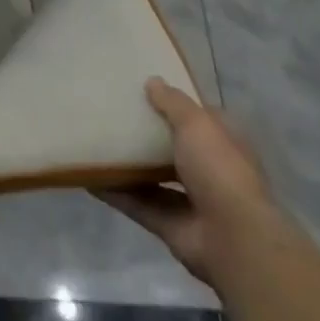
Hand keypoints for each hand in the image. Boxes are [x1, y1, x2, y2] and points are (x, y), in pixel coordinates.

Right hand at [95, 78, 272, 287]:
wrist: (232, 238)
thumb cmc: (220, 170)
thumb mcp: (197, 124)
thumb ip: (173, 103)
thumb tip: (152, 81)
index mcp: (223, 144)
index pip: (199, 119)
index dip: (176, 105)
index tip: (145, 90)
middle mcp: (208, 171)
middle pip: (172, 148)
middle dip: (147, 135)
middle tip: (111, 113)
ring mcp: (189, 200)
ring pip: (152, 177)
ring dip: (127, 164)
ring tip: (95, 142)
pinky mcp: (168, 224)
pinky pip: (135, 203)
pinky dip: (113, 191)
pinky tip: (87, 176)